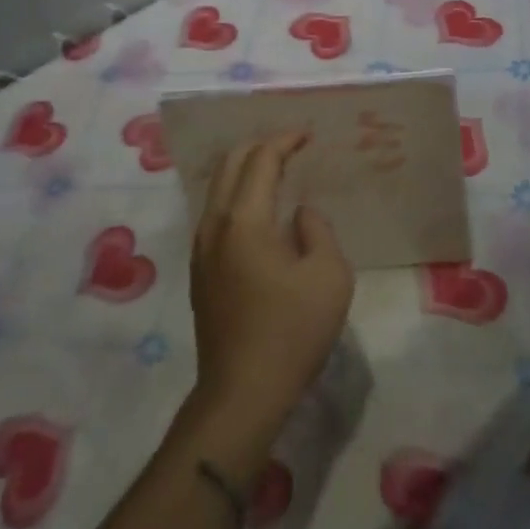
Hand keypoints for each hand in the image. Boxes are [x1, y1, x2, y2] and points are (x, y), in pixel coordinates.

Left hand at [188, 131, 354, 451]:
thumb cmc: (291, 332)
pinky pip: (217, 213)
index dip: (284, 141)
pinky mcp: (200, 271)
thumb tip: (298, 214)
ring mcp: (201, 249)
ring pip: (219, 188)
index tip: (308, 135)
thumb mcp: (329, 276)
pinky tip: (258, 210)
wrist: (242, 393)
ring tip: (276, 170)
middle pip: (231, 164)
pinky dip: (238, 195)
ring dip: (246, 170)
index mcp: (244, 220)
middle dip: (260, 146)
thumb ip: (317, 230)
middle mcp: (214, 225)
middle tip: (291, 146)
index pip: (261, 160)